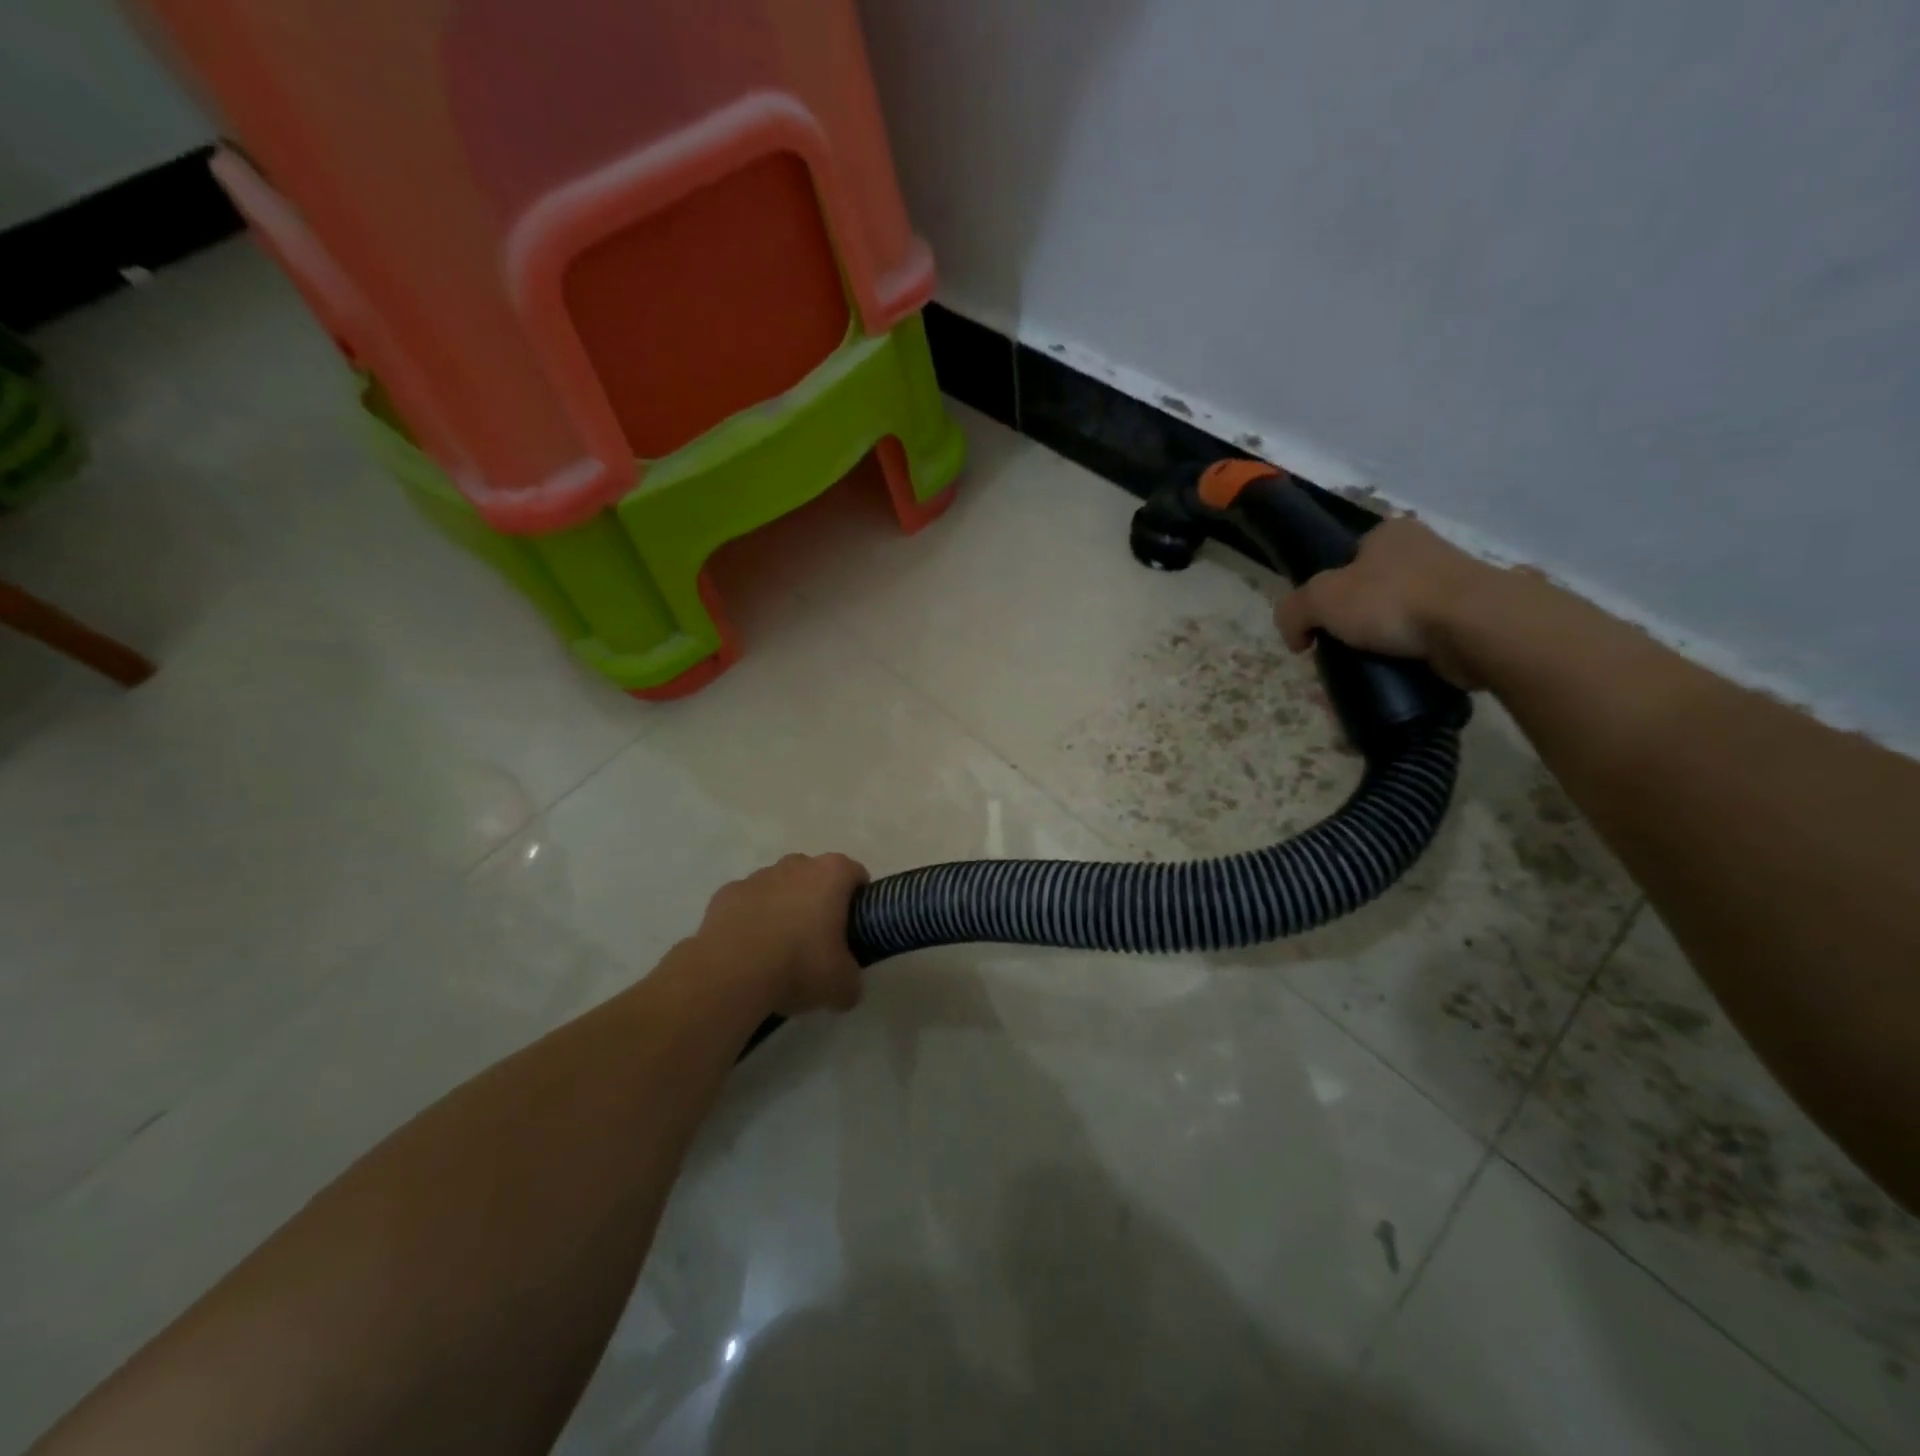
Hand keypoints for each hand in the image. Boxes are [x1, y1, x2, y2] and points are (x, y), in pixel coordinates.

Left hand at [694, 854, 869, 1015]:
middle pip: (815, 876)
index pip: (855, 874)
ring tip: (778, 950)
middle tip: (818, 941)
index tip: (853, 928)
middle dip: (818, 901)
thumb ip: (851, 979)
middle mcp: (796, 865)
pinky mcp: (726, 893)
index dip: (858, 900)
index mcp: (831, 874)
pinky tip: (748, 951)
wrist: (731, 974)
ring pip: (778, 887)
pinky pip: (747, 903)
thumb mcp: (841, 984)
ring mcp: (757, 876)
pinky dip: (750, 919)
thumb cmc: (799, 965)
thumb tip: (846, 986)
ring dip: (782, 908)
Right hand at [1273, 517, 1498, 688]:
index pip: (1348, 559)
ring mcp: (1453, 582)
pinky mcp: (1472, 617)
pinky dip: (1411, 655)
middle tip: (1340, 649)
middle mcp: (1424, 549)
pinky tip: (1400, 673)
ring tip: (1369, 666)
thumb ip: (1293, 612)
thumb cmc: (1392, 600)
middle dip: (1356, 620)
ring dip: (1384, 640)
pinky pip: (1427, 638)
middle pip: (1373, 589)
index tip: (1322, 622)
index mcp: (1389, 533)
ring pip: (1401, 615)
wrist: (1474, 627)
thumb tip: (1296, 638)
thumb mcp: (1319, 599)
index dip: (1329, 591)